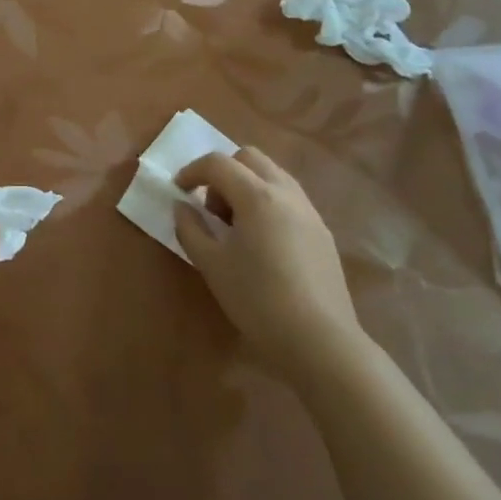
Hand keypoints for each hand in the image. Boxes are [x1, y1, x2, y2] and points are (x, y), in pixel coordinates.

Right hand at [174, 148, 371, 382]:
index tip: (178, 191)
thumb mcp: (211, 265)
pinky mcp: (322, 232)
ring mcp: (309, 211)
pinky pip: (289, 198)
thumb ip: (190, 229)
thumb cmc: (257, 300)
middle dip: (223, 172)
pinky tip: (261, 242)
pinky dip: (267, 203)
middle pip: (249, 158)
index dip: (192, 171)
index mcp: (256, 196)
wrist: (320, 342)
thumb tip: (182, 207)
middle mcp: (286, 193)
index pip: (218, 163)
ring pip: (273, 175)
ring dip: (247, 185)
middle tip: (210, 207)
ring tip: (235, 225)